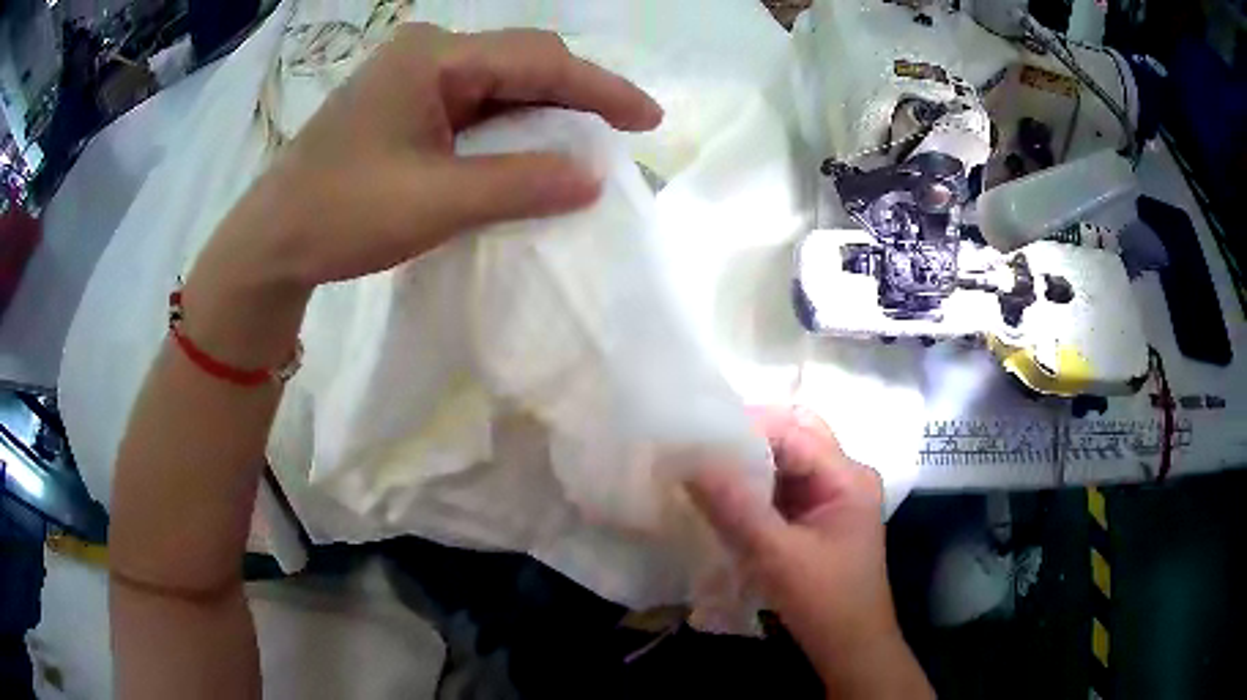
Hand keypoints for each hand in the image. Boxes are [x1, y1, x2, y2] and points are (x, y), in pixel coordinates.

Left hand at [182, 24, 661, 366]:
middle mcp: (426, 52)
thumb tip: (594, 177)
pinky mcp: (404, 102)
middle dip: (577, 92)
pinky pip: (473, 103)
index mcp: (432, 57)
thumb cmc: (342, 215)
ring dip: (544, 108)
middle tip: (625, 127)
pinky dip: (509, 124)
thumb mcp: (437, 201)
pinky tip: (531, 144)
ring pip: (499, 81)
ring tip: (589, 137)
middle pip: (521, 60)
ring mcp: (412, 75)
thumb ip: (521, 183)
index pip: (538, 60)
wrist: (272, 241)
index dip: (600, 87)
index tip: (649, 119)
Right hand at [688, 407, 932, 698]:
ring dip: (747, 467)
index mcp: (848, 476)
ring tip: (701, 470)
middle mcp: (843, 476)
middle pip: (792, 439)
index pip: (793, 432)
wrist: (850, 647)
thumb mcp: (776, 556)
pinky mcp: (817, 518)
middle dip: (746, 441)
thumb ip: (734, 508)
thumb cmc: (824, 602)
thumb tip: (688, 460)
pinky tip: (721, 499)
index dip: (745, 428)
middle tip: (698, 450)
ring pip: (784, 463)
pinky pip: (781, 489)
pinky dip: (752, 490)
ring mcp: (831, 497)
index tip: (696, 436)